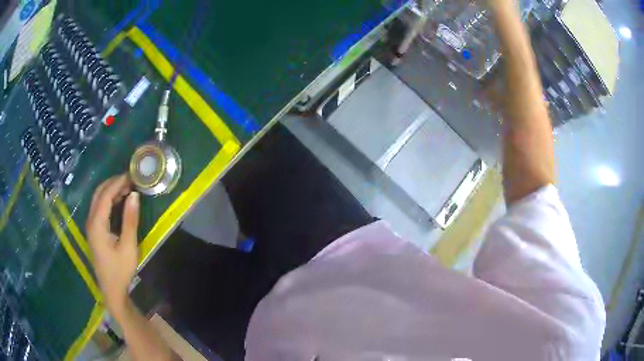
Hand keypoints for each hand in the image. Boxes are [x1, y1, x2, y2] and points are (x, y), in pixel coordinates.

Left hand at [86, 174, 139, 315]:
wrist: (111, 290)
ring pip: (97, 199)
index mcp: (97, 224)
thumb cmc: (120, 270)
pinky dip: (108, 199)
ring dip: (110, 190)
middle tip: (130, 179)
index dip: (118, 182)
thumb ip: (130, 220)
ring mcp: (91, 226)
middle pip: (99, 194)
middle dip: (113, 183)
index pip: (105, 195)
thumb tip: (134, 195)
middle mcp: (90, 221)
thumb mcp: (128, 247)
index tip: (132, 175)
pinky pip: (99, 208)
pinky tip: (119, 201)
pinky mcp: (94, 231)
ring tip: (127, 187)